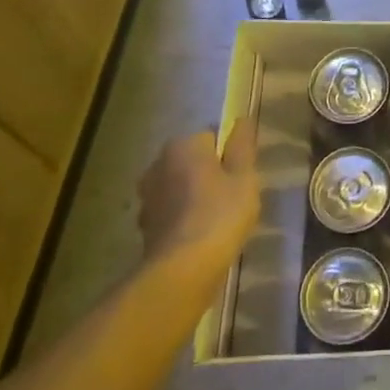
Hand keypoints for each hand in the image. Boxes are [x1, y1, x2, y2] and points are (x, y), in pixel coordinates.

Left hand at [138, 117, 259, 272]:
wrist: (183, 270)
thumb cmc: (220, 213)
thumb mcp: (244, 176)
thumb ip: (243, 146)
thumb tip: (242, 119)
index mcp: (182, 146)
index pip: (211, 137)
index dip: (229, 155)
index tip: (242, 175)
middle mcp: (157, 165)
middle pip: (192, 162)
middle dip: (210, 174)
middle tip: (233, 196)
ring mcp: (147, 197)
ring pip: (180, 187)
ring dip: (195, 196)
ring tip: (219, 219)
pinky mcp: (145, 226)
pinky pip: (171, 212)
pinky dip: (184, 218)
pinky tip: (201, 235)